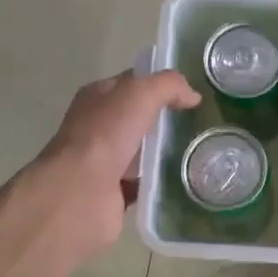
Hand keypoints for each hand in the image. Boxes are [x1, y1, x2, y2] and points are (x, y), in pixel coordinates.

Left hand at [20, 69, 200, 264]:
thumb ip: (168, 86)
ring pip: (141, 150)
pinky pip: (143, 181)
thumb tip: (192, 96)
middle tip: (197, 123)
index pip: (131, 83)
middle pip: (138, 117)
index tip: (190, 93)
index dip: (159, 84)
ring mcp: (103, 161)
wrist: (80, 193)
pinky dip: (159, 181)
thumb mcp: (140, 94)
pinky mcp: (113, 191)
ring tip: (197, 150)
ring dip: (163, 151)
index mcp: (97, 98)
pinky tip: (181, 177)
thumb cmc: (105, 135)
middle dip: (164, 119)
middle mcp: (97, 127)